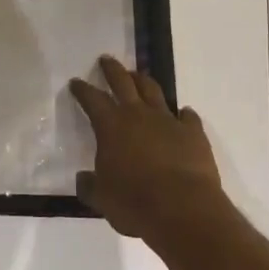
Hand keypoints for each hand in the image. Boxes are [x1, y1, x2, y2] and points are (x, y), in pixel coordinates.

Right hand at [69, 57, 228, 246]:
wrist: (183, 209)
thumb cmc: (134, 203)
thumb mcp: (102, 199)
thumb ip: (90, 186)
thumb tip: (83, 179)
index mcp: (111, 126)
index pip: (92, 99)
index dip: (82, 90)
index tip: (76, 82)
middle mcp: (138, 114)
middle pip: (123, 81)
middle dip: (112, 69)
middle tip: (106, 59)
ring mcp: (168, 120)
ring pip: (153, 91)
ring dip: (143, 81)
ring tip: (138, 76)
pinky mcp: (193, 133)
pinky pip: (187, 117)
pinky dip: (183, 114)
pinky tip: (182, 115)